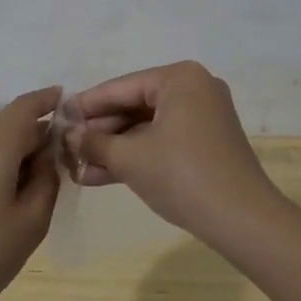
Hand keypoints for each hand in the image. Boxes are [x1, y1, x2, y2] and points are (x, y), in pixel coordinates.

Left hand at [0, 87, 61, 300]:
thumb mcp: (32, 220)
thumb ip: (47, 178)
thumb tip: (48, 153)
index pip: (25, 106)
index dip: (48, 100)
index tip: (69, 99)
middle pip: (12, 127)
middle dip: (39, 137)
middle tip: (68, 160)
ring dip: (21, 155)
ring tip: (45, 185)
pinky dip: (2, 167)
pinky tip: (16, 196)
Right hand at [70, 62, 282, 241]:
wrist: (242, 220)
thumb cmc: (182, 175)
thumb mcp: (130, 158)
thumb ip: (95, 142)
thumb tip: (69, 135)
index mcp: (179, 79)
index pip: (121, 87)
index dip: (86, 104)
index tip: (58, 117)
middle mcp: (194, 90)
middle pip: (133, 106)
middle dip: (99, 131)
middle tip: (65, 146)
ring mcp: (202, 118)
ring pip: (145, 128)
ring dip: (112, 148)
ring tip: (75, 166)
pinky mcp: (204, 145)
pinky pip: (161, 142)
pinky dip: (135, 157)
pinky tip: (99, 176)